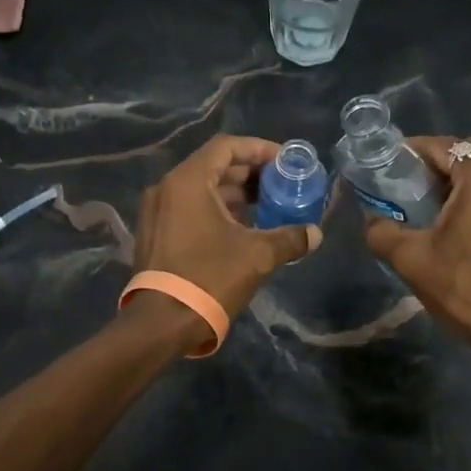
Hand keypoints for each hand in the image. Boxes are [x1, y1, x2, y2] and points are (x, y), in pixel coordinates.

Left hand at [130, 135, 320, 342]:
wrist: (161, 323)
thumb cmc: (209, 278)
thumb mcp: (257, 255)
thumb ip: (289, 238)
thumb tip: (315, 234)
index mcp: (188, 181)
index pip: (226, 147)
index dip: (259, 149)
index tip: (284, 161)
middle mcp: (167, 188)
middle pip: (214, 166)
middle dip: (250, 173)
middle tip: (281, 184)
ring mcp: (157, 212)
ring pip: (202, 189)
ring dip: (235, 193)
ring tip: (268, 205)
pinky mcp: (156, 234)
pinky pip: (190, 208)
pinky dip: (217, 209)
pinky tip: (243, 227)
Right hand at [363, 136, 470, 378]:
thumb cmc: (465, 287)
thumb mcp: (411, 259)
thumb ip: (382, 232)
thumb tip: (371, 221)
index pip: (445, 146)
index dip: (416, 150)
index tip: (394, 163)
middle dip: (444, 160)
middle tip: (418, 183)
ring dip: (467, 180)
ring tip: (441, 206)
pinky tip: (470, 228)